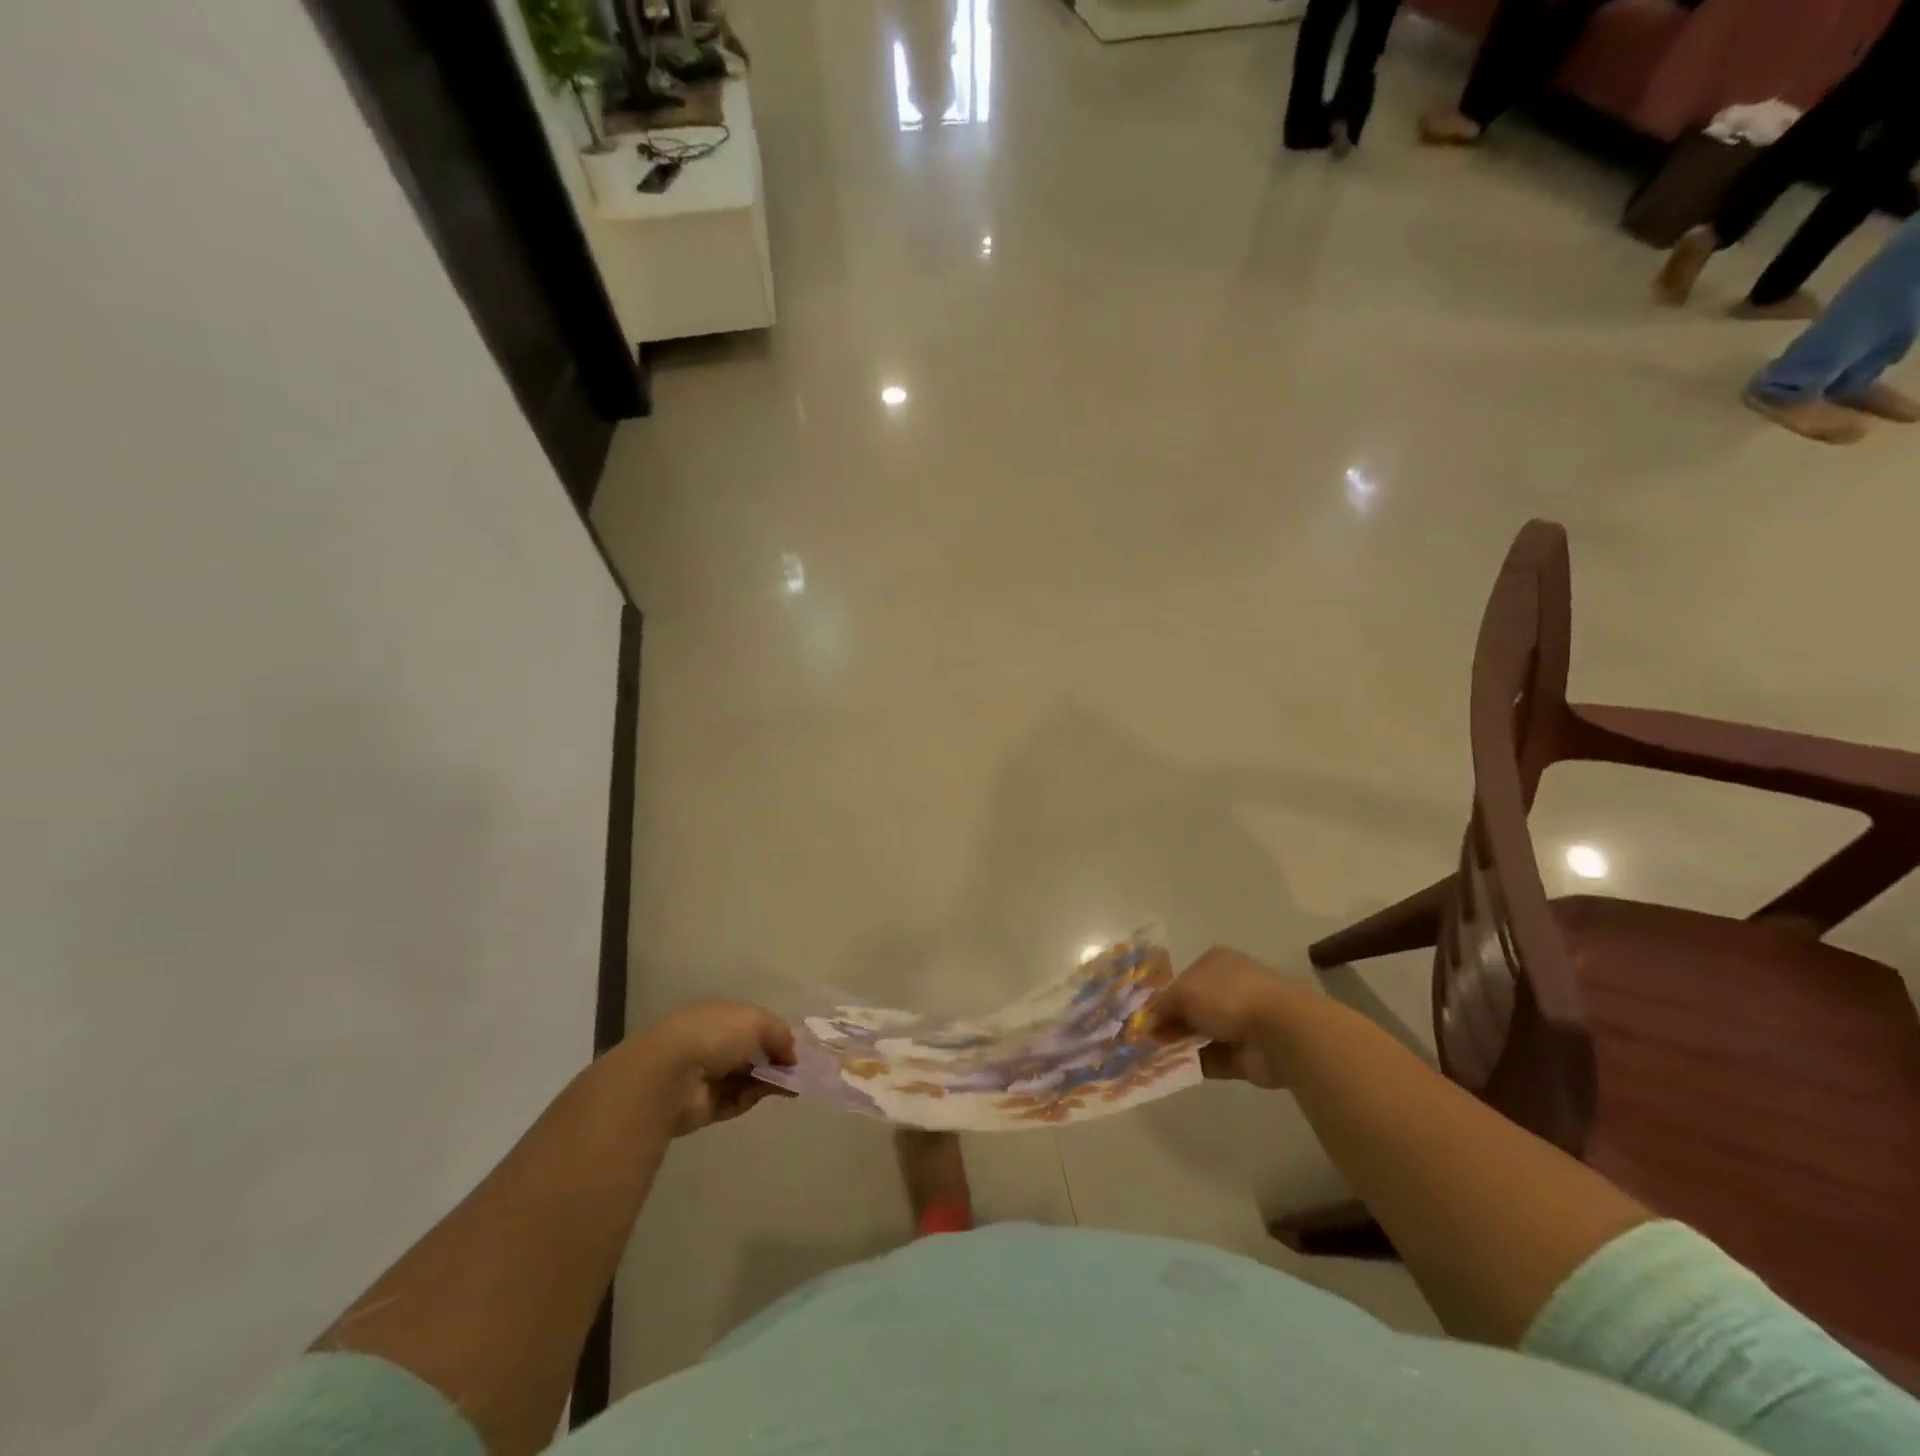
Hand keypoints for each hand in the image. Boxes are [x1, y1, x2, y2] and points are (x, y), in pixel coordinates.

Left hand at [627, 1001, 796, 1136]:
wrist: (673, 1075)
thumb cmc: (716, 1035)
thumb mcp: (757, 1021)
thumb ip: (780, 1034)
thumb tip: (791, 1055)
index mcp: (717, 1017)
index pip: (750, 1025)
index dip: (773, 1035)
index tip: (793, 1048)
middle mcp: (710, 1044)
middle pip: (749, 1053)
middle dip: (773, 1060)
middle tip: (796, 1070)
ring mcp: (705, 1077)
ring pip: (745, 1078)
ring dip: (767, 1081)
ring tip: (791, 1085)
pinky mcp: (703, 1107)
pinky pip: (735, 1101)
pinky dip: (751, 1098)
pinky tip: (765, 1094)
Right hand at [1147, 947, 1304, 1089]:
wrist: (1280, 1030)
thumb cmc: (1228, 997)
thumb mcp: (1183, 992)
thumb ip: (1162, 1007)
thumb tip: (1147, 1024)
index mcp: (1216, 963)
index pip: (1182, 979)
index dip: (1163, 999)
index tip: (1144, 1018)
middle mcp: (1228, 988)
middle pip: (1191, 1008)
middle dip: (1169, 1023)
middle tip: (1145, 1040)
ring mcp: (1240, 1021)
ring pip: (1200, 1034)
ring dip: (1179, 1045)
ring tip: (1152, 1057)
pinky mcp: (1247, 1053)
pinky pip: (1213, 1058)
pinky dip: (1194, 1063)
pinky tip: (1173, 1069)